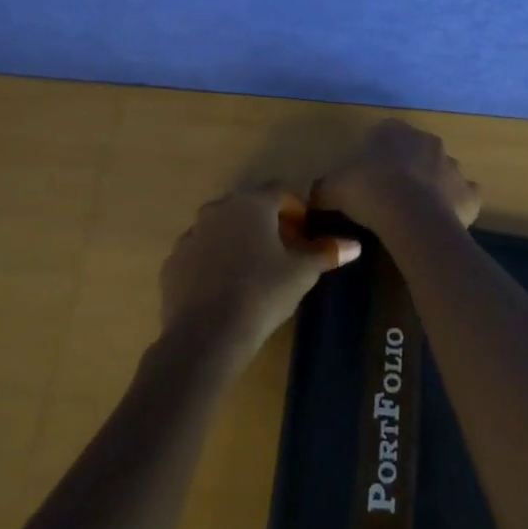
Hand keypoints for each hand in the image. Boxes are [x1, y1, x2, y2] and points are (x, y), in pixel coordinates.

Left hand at [159, 186, 361, 372]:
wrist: (206, 336)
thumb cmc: (262, 294)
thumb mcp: (301, 273)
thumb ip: (326, 252)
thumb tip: (354, 245)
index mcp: (251, 203)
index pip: (281, 191)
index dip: (298, 208)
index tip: (307, 232)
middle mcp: (218, 209)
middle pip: (250, 207)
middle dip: (270, 223)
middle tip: (286, 251)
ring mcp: (191, 234)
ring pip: (223, 228)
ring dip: (240, 240)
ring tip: (255, 271)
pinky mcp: (173, 262)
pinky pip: (201, 253)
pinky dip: (216, 261)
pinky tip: (226, 287)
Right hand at [313, 120, 481, 233]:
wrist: (412, 218)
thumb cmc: (369, 192)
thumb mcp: (332, 188)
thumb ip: (322, 188)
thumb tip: (312, 196)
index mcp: (394, 131)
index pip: (383, 133)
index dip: (373, 154)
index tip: (364, 177)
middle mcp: (427, 141)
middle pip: (415, 151)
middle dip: (405, 167)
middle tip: (387, 194)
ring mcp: (453, 166)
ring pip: (441, 172)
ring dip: (431, 185)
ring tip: (413, 212)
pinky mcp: (470, 194)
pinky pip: (464, 196)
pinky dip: (455, 205)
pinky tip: (441, 220)